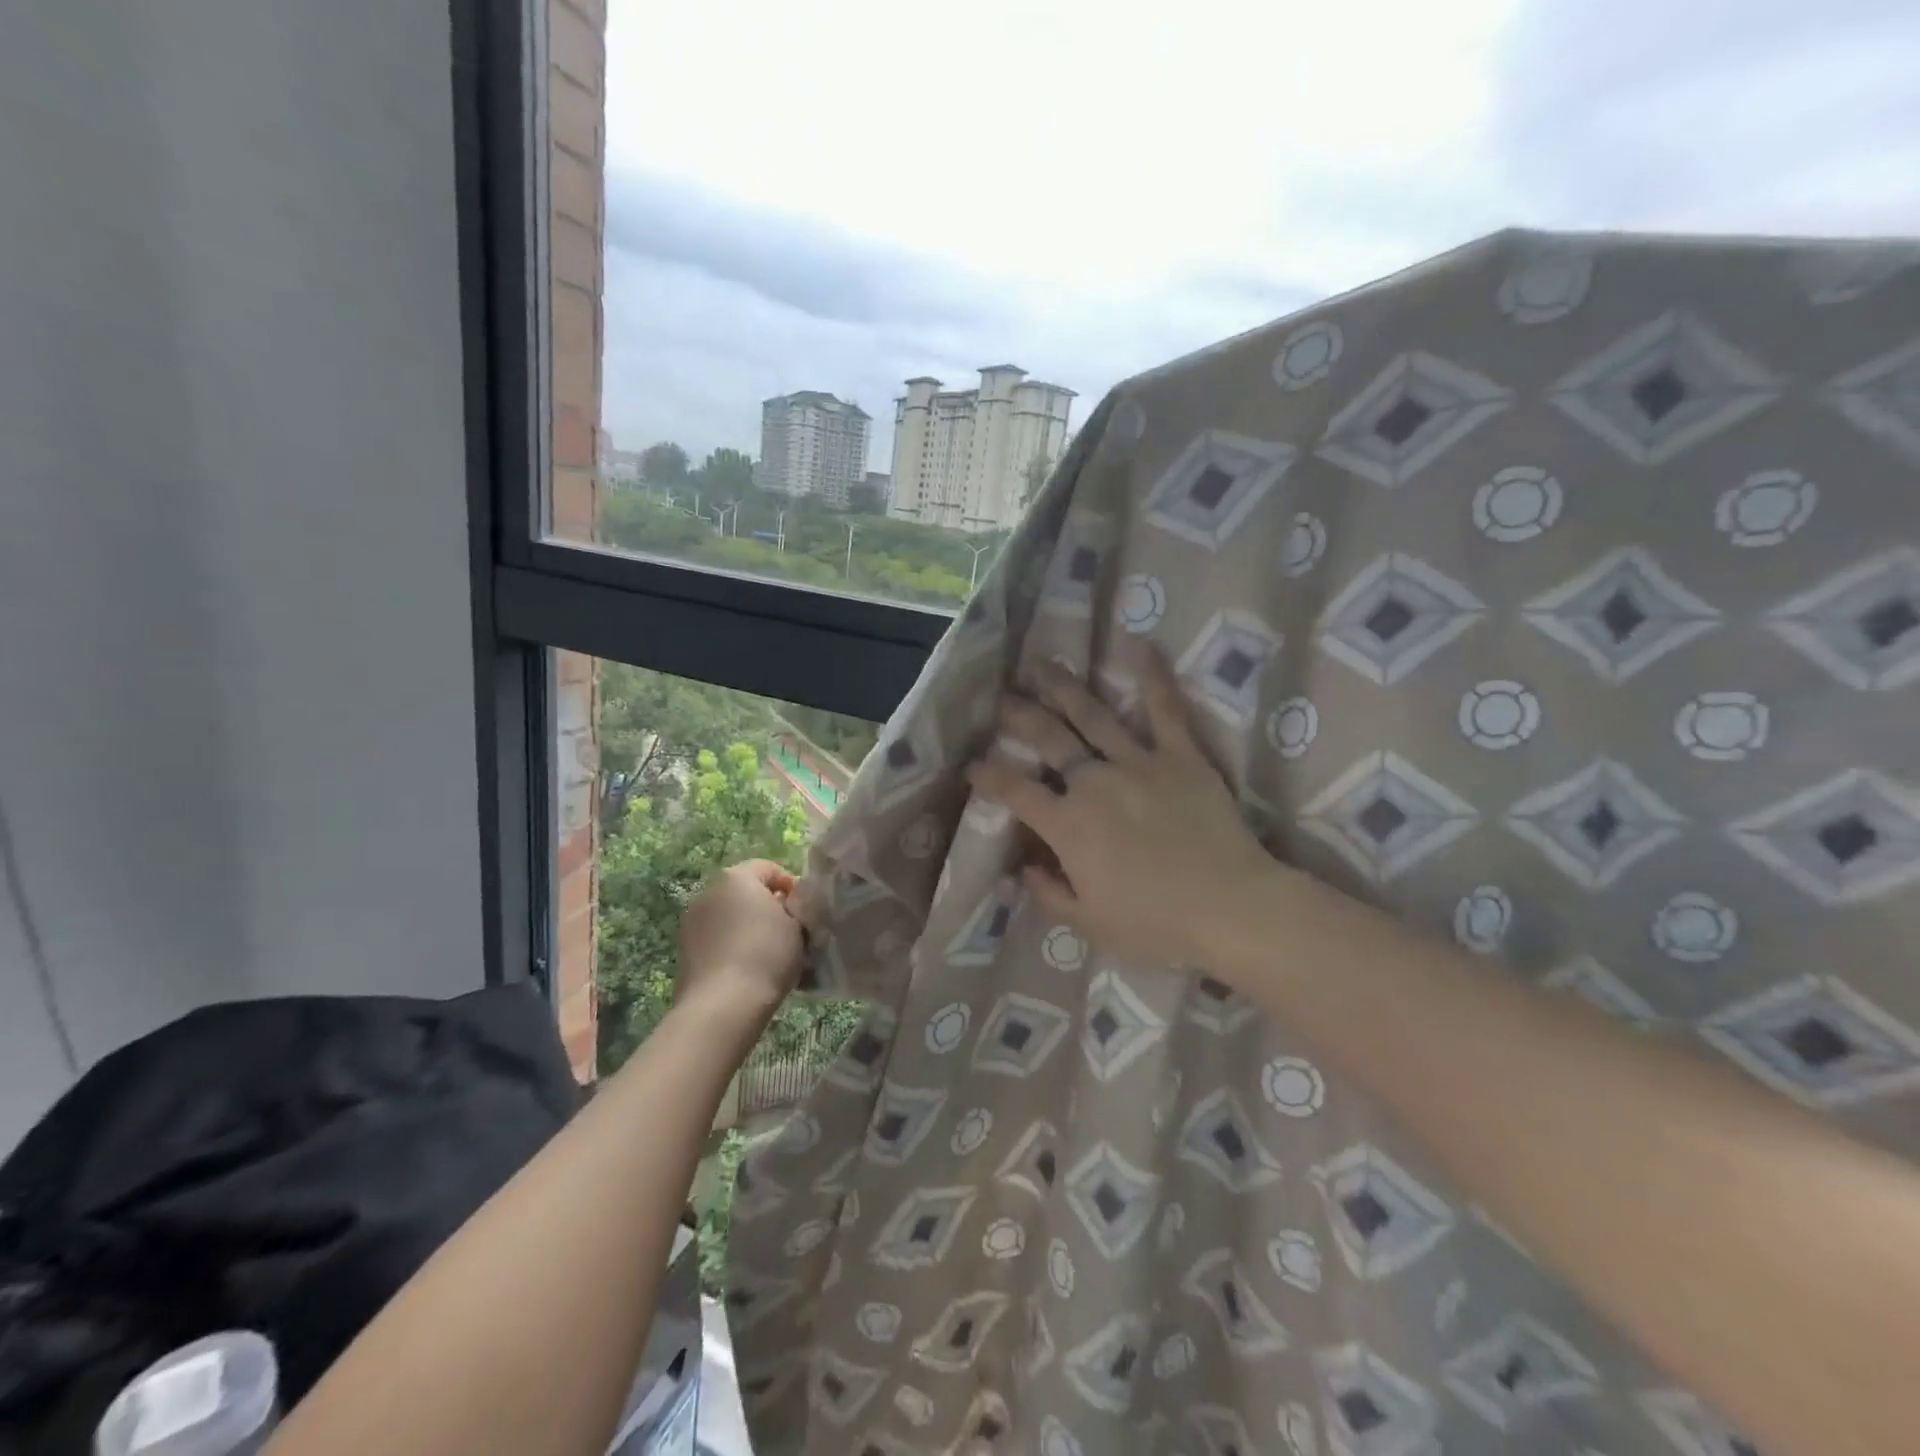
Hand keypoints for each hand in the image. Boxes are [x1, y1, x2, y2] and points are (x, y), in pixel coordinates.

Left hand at [677, 860, 805, 1027]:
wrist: (723, 1005)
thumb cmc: (767, 954)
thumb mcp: (799, 925)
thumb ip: (798, 908)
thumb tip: (789, 907)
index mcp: (736, 877)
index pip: (769, 868)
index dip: (791, 886)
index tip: (805, 910)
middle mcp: (708, 891)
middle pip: (746, 891)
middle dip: (768, 906)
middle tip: (790, 931)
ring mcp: (692, 921)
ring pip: (730, 916)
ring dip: (748, 927)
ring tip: (769, 953)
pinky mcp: (684, 950)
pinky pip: (717, 939)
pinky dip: (732, 946)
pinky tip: (748, 969)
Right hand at [967, 639, 1278, 970]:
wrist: (1232, 909)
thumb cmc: (1158, 925)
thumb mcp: (1090, 924)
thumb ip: (1049, 893)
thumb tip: (1020, 870)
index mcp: (1068, 826)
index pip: (1015, 792)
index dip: (987, 776)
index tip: (971, 764)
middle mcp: (1094, 784)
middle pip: (1049, 740)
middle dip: (1020, 716)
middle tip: (1001, 698)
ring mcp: (1138, 763)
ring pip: (1092, 715)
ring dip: (1064, 687)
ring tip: (1042, 665)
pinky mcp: (1181, 756)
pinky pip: (1164, 709)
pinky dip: (1151, 675)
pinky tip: (1138, 642)